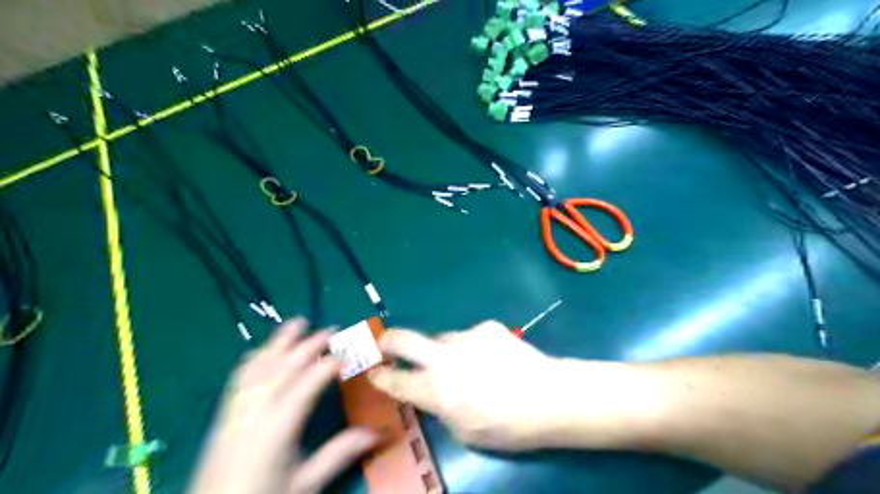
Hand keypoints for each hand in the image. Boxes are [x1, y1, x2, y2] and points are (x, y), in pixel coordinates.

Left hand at [185, 318, 378, 493]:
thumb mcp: (306, 483)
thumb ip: (340, 453)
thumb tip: (378, 432)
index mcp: (278, 427)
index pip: (308, 384)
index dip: (330, 364)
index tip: (350, 352)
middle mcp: (256, 411)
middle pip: (285, 366)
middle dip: (309, 344)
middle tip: (332, 330)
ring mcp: (237, 409)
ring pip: (260, 365)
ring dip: (280, 342)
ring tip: (298, 323)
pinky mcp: (224, 414)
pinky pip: (240, 376)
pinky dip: (256, 357)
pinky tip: (264, 350)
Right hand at [367, 321, 562, 451]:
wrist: (550, 397)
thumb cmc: (508, 426)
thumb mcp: (465, 431)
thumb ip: (440, 408)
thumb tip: (430, 392)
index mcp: (437, 391)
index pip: (395, 380)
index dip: (380, 377)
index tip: (373, 372)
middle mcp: (444, 358)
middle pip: (403, 339)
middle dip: (387, 341)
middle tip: (384, 346)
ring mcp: (466, 337)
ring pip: (440, 339)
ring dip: (442, 351)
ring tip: (466, 365)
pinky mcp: (486, 327)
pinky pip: (469, 337)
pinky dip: (471, 348)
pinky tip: (491, 359)